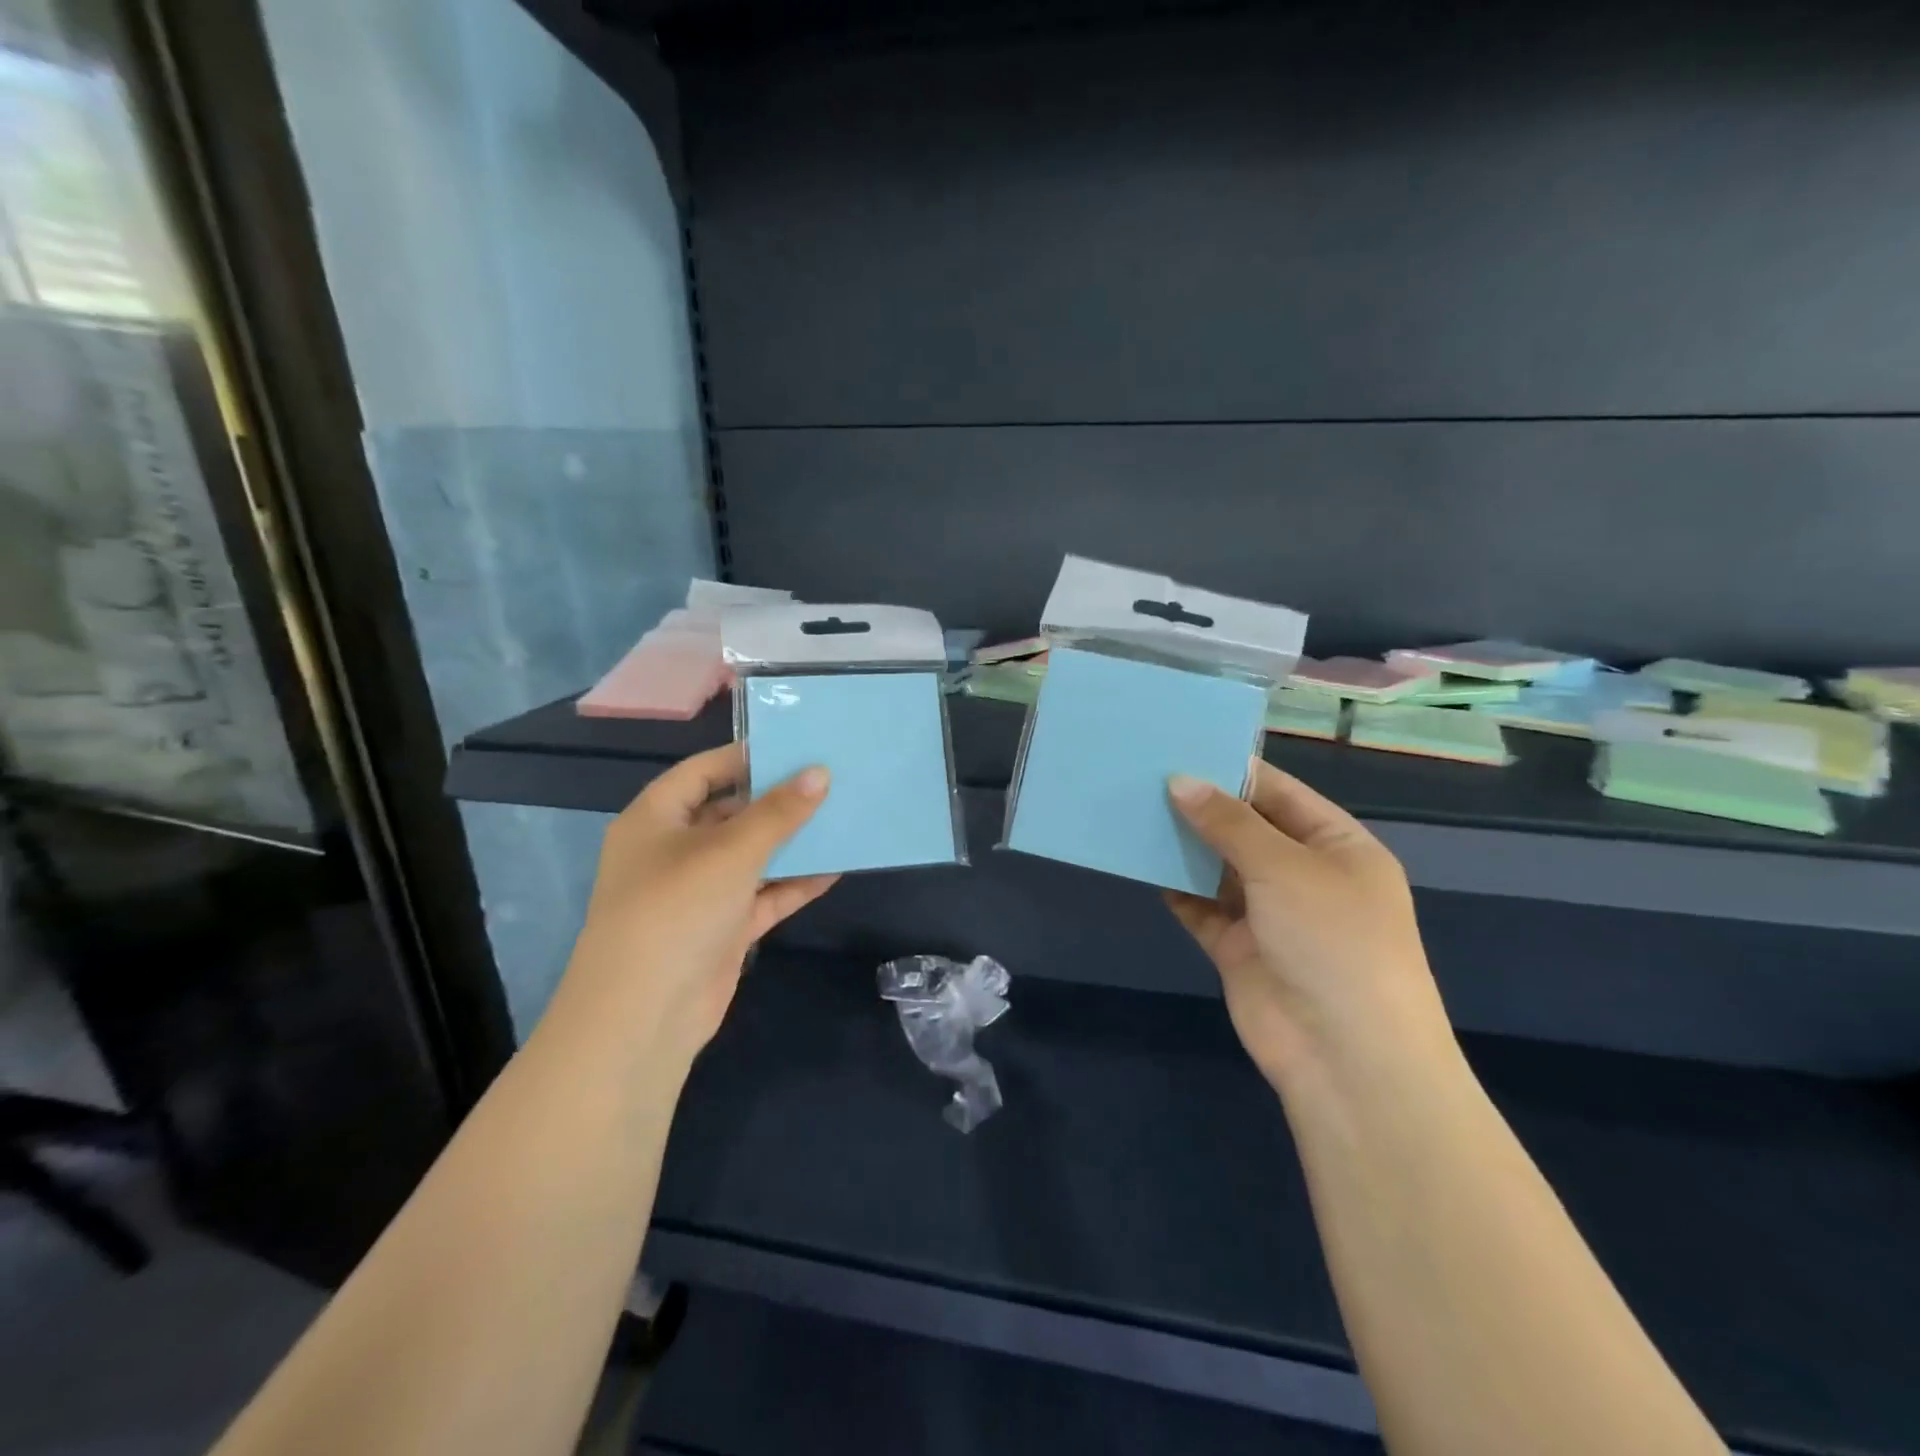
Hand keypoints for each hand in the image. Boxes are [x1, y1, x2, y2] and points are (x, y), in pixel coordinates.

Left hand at [542, 744, 836, 1080]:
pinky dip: (793, 884)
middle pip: (731, 813)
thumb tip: (820, 773)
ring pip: (751, 856)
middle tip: (830, 780)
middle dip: (778, 800)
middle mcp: (674, 850)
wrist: (644, 1015)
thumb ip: (779, 812)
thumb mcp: (731, 851)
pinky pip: (763, 895)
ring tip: (842, 818)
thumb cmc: (676, 909)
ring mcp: (699, 892)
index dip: (747, 757)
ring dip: (791, 843)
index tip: (797, 748)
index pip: (703, 771)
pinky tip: (835, 869)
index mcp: (655, 819)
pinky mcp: (722, 928)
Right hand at [1165, 763, 1452, 1089]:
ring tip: (1134, 809)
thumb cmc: (1333, 941)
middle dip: (1202, 806)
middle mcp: (1305, 875)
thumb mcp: (1284, 867)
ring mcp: (1271, 914)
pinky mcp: (1239, 947)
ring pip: (1219, 867)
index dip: (1233, 771)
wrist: (1345, 1057)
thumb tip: (1179, 781)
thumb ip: (1228, 822)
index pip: (1280, 793)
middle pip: (1246, 829)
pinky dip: (1176, 887)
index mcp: (1338, 846)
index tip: (1180, 748)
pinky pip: (1201, 907)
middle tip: (1144, 775)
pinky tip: (1142, 862)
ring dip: (1184, 844)